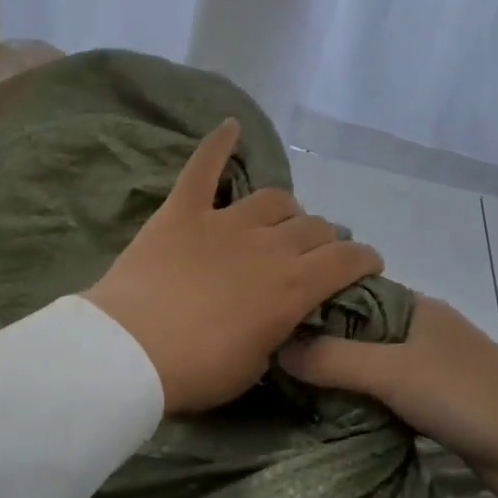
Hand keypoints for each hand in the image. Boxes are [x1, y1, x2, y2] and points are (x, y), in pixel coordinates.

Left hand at [83, 120, 384, 415]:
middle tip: (317, 252)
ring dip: (286, 210)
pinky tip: (230, 126)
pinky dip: (218, 145)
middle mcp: (269, 246)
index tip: (367, 263)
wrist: (129, 353)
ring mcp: (225, 223)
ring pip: (274, 199)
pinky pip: (204, 168)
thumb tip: (283, 316)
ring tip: (281, 220)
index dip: (364, 258)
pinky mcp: (183, 211)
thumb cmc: (196, 371)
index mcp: (293, 287)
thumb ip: (277, 331)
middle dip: (325, 238)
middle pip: (313, 227)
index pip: (346, 260)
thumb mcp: (255, 366)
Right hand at [280, 296, 497, 497]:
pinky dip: (363, 398)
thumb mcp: (393, 372)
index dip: (313, 303)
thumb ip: (335, 359)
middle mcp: (422, 329)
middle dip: (321, 343)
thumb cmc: (465, 394)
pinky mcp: (438, 402)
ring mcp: (432, 366)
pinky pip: (388, 392)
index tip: (270, 322)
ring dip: (342, 374)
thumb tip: (278, 348)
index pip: (351, 292)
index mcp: (415, 307)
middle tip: (272, 360)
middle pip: (359, 329)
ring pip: (373, 363)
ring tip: (292, 387)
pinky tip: (333, 410)